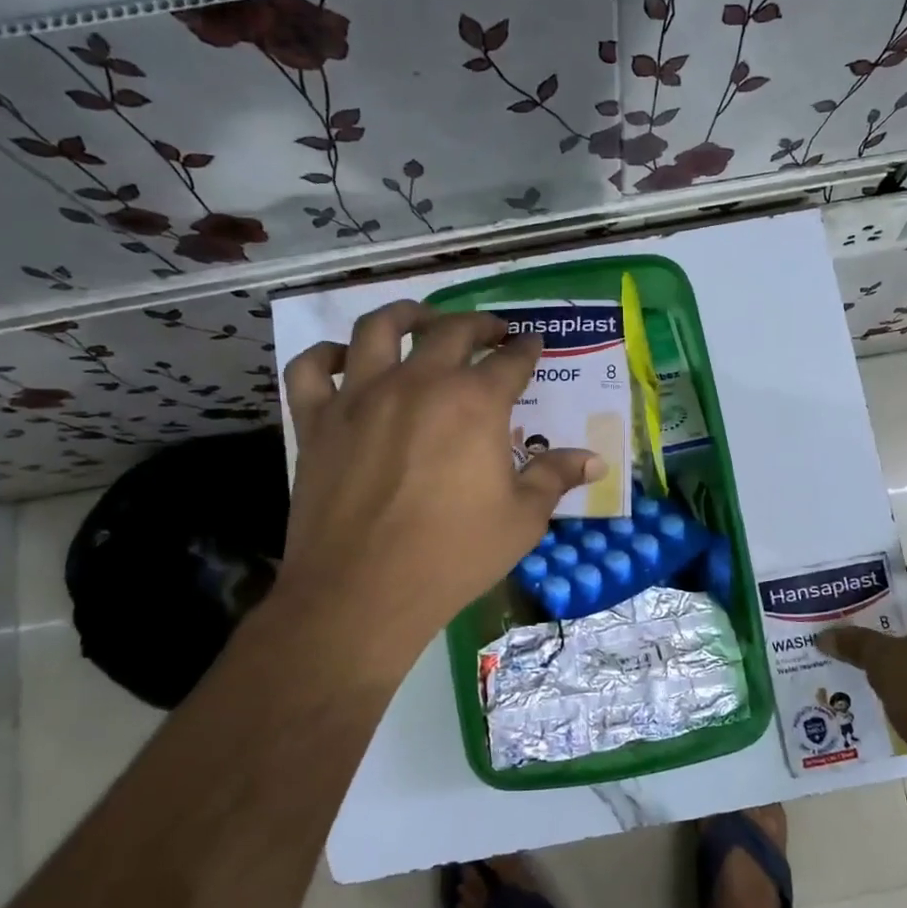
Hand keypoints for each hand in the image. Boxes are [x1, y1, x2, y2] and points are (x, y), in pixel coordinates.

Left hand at [269, 301, 605, 669]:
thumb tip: (595, 460)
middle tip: (492, 331)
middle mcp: (418, 382)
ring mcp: (360, 396)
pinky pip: (311, 369)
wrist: (363, 592)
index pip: (510, 361)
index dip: (527, 350)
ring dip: (405, 315)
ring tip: (420, 320)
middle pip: (451, 331)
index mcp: (474, 403)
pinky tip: (342, 360)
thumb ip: (555, 478)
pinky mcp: (317, 421)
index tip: (533, 344)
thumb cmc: (453, 556)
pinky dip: (325, 355)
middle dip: (479, 324)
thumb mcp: (522, 519)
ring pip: (378, 329)